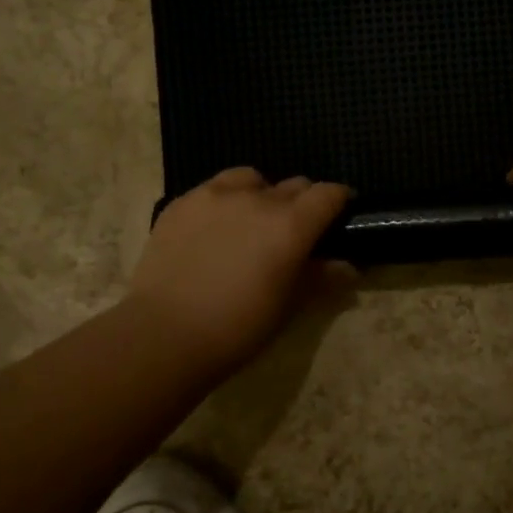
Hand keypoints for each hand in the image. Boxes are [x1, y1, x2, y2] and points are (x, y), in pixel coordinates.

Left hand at [127, 169, 353, 373]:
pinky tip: (214, 231)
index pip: (328, 194)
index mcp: (291, 224)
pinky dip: (224, 202)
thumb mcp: (288, 306)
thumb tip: (348, 267)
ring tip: (251, 222)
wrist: (164, 334)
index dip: (339, 200)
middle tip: (295, 231)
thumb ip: (320, 279)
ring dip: (260, 194)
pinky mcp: (181, 203)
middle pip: (293, 185)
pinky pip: (212, 190)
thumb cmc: (238, 327)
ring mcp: (214, 196)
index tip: (340, 215)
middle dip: (302, 202)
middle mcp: (256, 199)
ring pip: (250, 179)